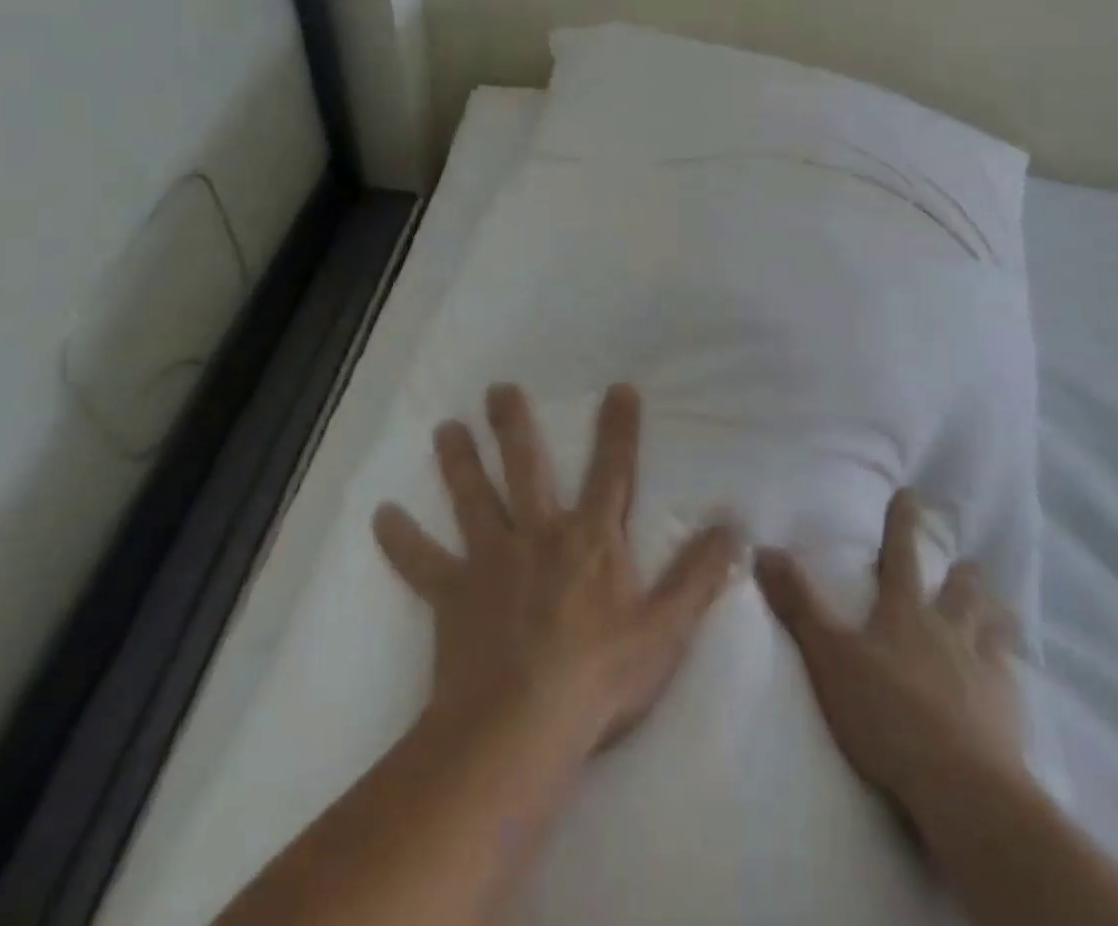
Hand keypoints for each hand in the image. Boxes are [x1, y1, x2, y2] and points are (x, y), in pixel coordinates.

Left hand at [374, 382, 741, 756]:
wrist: (519, 729)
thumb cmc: (600, 677)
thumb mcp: (666, 627)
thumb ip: (701, 573)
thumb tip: (736, 524)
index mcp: (591, 539)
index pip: (613, 470)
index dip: (619, 429)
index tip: (618, 388)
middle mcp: (539, 534)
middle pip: (527, 467)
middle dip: (515, 426)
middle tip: (498, 390)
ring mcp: (491, 562)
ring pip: (474, 500)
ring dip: (459, 462)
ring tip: (445, 428)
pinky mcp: (452, 597)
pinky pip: (422, 564)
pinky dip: (402, 540)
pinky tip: (382, 516)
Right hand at [755, 489, 1025, 809]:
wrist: (959, 783)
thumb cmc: (887, 713)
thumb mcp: (829, 657)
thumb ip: (799, 604)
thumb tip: (764, 549)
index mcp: (905, 612)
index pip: (901, 554)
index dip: (903, 522)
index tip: (911, 494)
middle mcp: (947, 629)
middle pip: (960, 590)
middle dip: (962, 574)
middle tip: (969, 562)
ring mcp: (982, 667)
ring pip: (992, 627)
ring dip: (993, 614)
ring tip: (999, 609)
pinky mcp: (1007, 709)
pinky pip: (1012, 677)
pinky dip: (1010, 669)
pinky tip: (1013, 677)